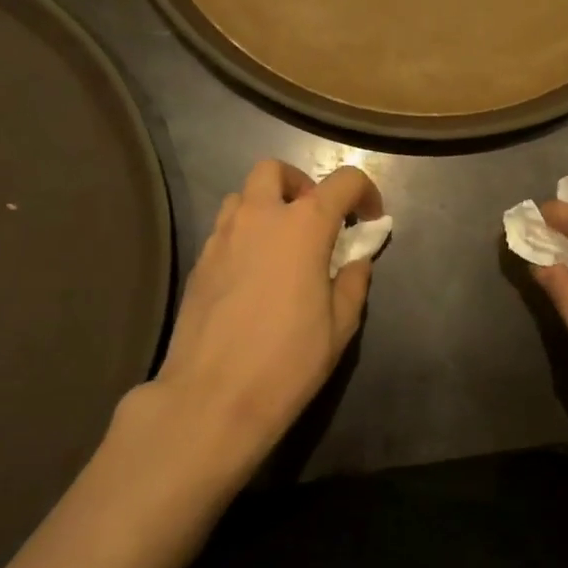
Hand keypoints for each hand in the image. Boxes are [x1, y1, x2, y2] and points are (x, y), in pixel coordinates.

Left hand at [149, 159, 382, 466]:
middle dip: (301, 185)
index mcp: (303, 226)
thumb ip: (353, 281)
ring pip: (242, 196)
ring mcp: (221, 237)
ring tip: (283, 246)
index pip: (342, 181)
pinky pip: (225, 230)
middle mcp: (259, 217)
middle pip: (275, 171)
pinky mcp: (198, 262)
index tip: (370, 220)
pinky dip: (245, 235)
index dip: (364, 192)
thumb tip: (357, 260)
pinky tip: (255, 275)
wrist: (213, 397)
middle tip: (317, 222)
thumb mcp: (340, 325)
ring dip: (268, 207)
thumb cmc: (288, 360)